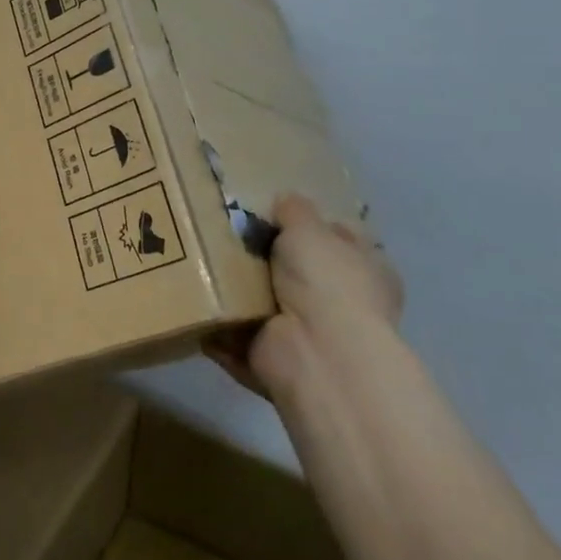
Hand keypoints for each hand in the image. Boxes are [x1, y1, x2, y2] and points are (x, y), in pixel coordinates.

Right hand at [208, 193, 402, 399]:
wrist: (315, 351)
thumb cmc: (326, 282)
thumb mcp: (311, 229)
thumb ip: (296, 212)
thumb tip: (286, 202)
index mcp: (365, 271)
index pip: (340, 240)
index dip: (311, 226)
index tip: (272, 213)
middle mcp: (342, 304)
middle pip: (297, 271)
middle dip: (265, 257)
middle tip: (226, 233)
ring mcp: (308, 335)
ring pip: (265, 302)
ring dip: (237, 290)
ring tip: (199, 261)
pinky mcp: (274, 358)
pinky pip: (237, 334)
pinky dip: (218, 325)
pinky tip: (195, 300)